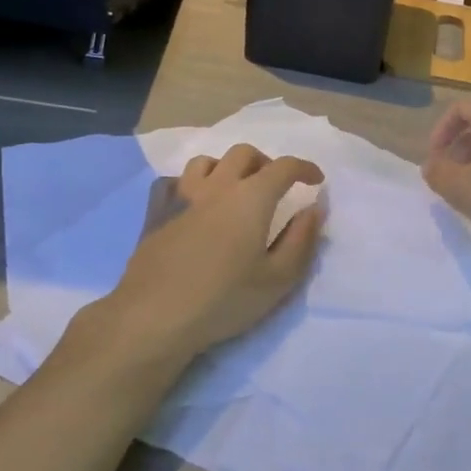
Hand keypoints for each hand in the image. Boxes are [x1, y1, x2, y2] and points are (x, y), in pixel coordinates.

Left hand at [104, 144, 325, 361]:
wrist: (155, 316)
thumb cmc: (224, 300)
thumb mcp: (278, 279)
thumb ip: (301, 240)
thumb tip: (314, 208)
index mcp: (251, 198)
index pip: (284, 167)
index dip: (304, 168)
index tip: (316, 181)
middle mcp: (216, 185)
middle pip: (244, 154)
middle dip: (266, 163)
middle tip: (275, 186)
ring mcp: (181, 195)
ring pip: (207, 161)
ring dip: (227, 168)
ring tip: (234, 190)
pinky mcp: (155, 212)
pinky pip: (173, 181)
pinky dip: (190, 184)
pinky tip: (193, 203)